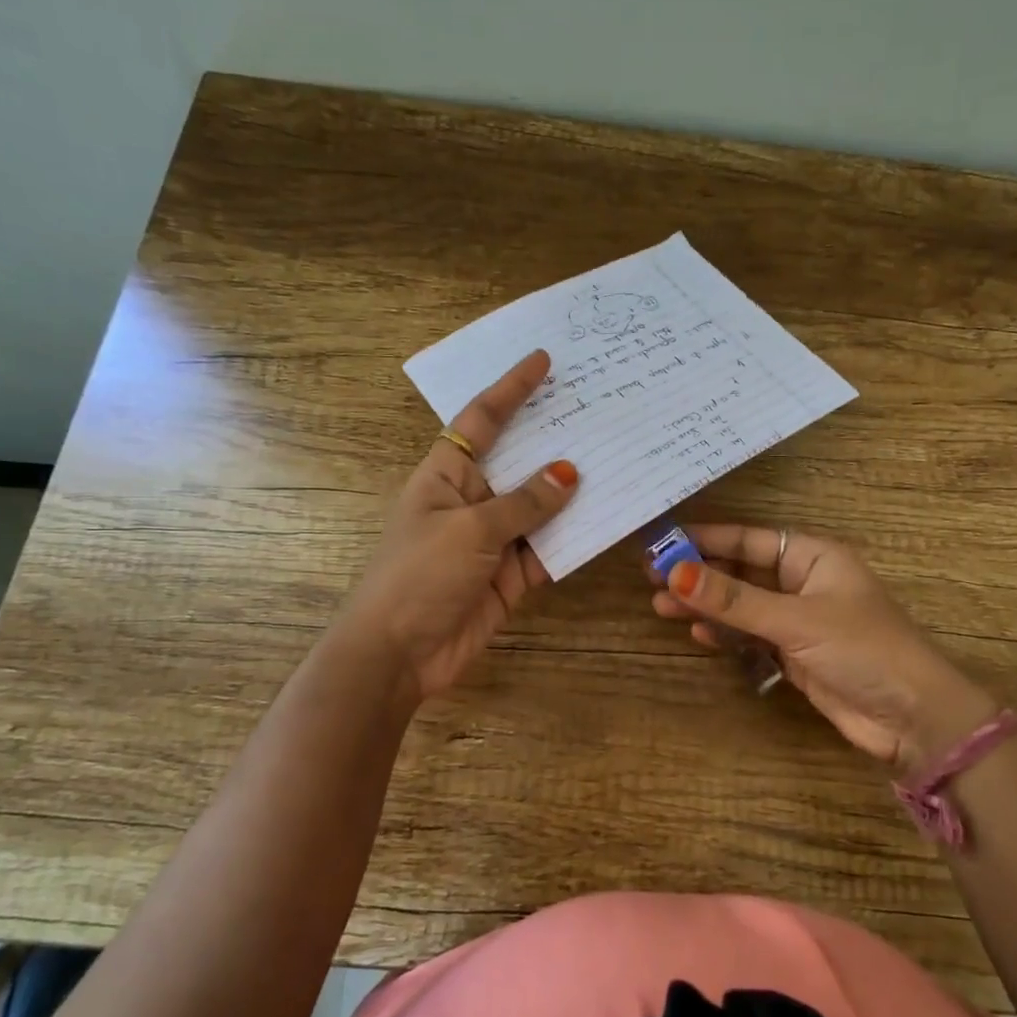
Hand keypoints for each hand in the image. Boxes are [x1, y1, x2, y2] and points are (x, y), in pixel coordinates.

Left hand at [341, 350, 577, 702]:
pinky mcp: (512, 576)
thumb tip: (570, 473)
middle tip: (599, 411)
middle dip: (555, 438)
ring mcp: (495, 539)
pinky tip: (610, 521)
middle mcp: (473, 500)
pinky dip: (576, 539)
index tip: (542, 360)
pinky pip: (550, 550)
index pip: (481, 420)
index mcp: (447, 474)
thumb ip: (524, 503)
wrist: (398, 656)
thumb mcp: (471, 530)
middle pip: (520, 460)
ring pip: (542, 507)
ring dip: (574, 492)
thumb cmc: (419, 576)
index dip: (511, 389)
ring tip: (618, 460)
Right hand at [648, 524, 1000, 770]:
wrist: (912, 718)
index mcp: (813, 556)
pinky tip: (698, 633)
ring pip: (741, 605)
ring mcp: (799, 619)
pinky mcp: (795, 654)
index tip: (662, 542)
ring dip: (706, 605)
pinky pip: (751, 635)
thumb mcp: (794, 620)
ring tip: (661, 605)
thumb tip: (675, 572)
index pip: (748, 539)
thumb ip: (733, 600)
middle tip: (651, 577)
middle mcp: (804, 582)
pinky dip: (725, 634)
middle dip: (700, 574)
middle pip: (741, 570)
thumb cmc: (862, 650)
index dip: (705, 539)